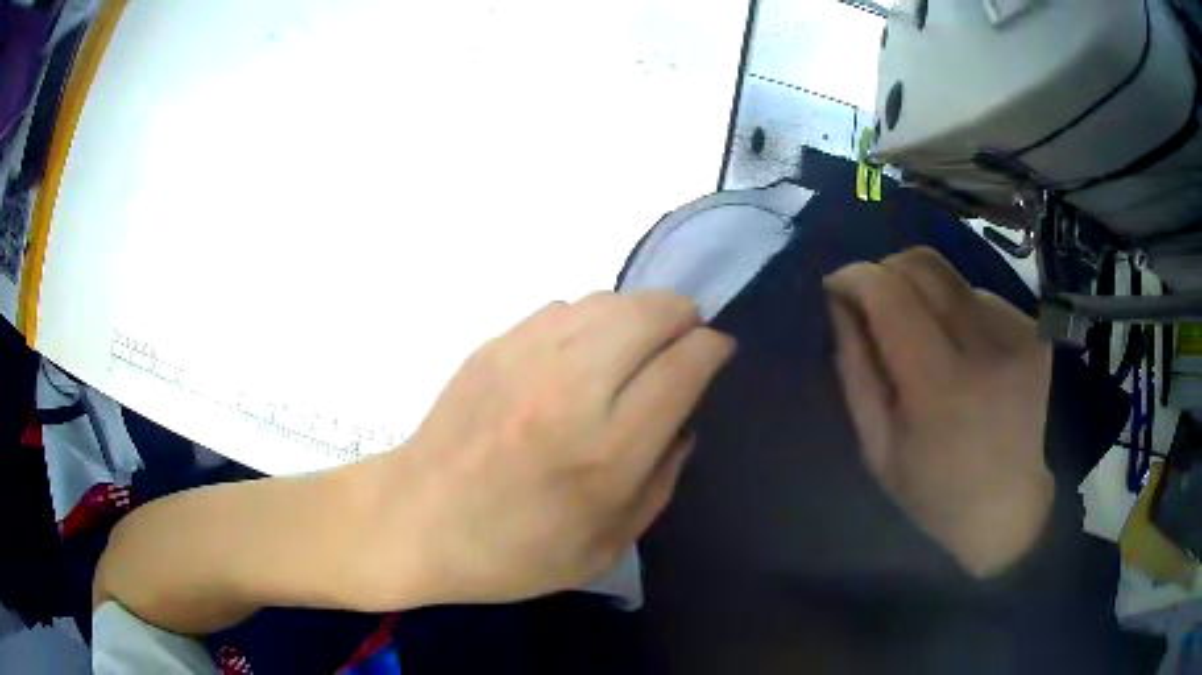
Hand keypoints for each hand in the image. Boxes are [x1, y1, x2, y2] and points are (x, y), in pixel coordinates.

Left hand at [366, 291, 734, 606]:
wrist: (416, 519)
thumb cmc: (513, 551)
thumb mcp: (607, 546)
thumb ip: (660, 480)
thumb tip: (682, 424)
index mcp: (608, 449)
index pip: (685, 365)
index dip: (714, 349)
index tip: (718, 354)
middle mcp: (572, 389)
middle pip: (652, 312)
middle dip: (684, 317)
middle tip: (684, 343)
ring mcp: (526, 357)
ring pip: (609, 299)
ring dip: (638, 313)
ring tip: (636, 346)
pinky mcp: (494, 345)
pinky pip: (563, 307)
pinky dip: (591, 319)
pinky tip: (581, 352)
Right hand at [825, 247, 1053, 577]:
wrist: (1017, 508)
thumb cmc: (939, 492)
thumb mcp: (879, 449)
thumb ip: (856, 370)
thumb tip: (841, 303)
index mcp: (939, 386)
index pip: (890, 293)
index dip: (855, 277)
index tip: (837, 287)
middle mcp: (984, 343)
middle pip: (923, 264)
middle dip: (886, 273)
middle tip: (876, 306)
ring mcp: (1015, 330)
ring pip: (950, 278)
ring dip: (924, 297)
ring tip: (928, 344)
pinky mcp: (1032, 328)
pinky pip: (979, 296)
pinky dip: (958, 313)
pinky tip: (965, 355)